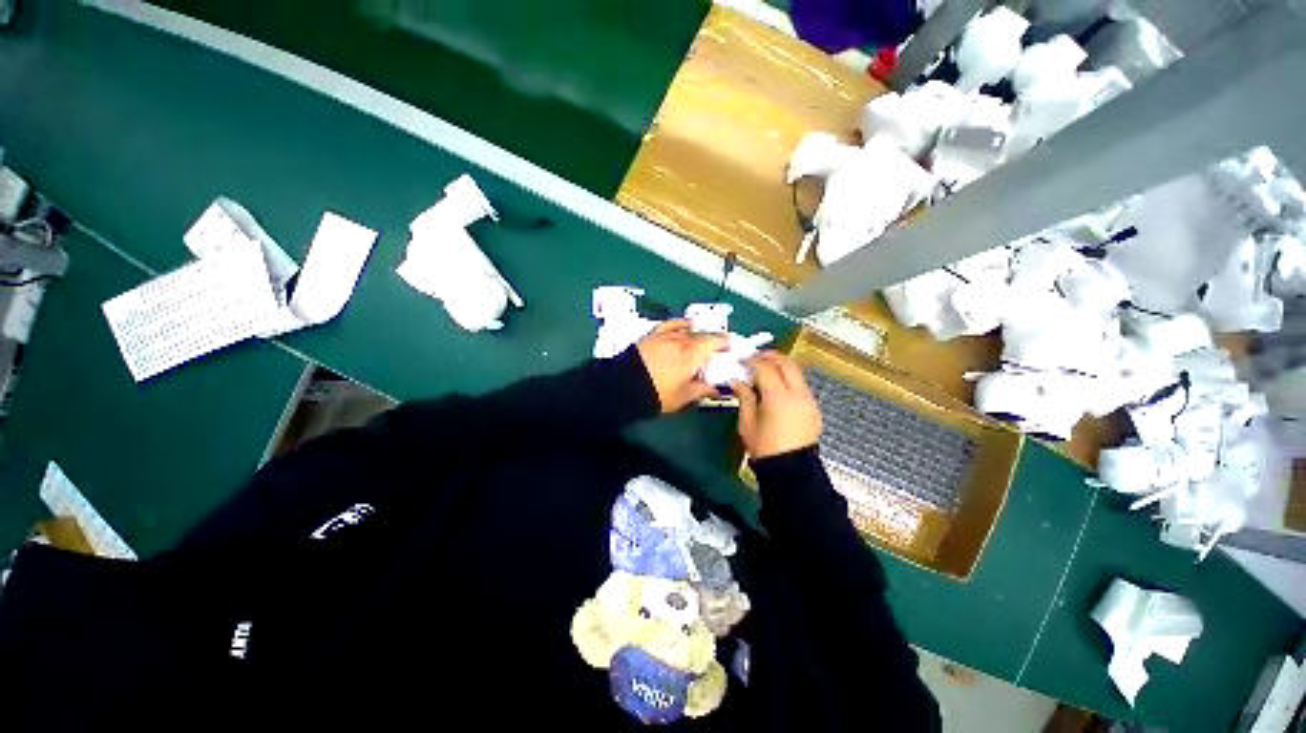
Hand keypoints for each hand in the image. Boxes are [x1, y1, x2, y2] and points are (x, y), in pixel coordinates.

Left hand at [635, 320, 728, 412]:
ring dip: (697, 334)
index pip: (713, 341)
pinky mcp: (653, 335)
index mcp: (691, 355)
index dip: (723, 342)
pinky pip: (670, 324)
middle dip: (712, 340)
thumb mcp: (682, 397)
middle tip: (717, 348)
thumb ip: (701, 390)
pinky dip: (680, 323)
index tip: (729, 346)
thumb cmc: (656, 393)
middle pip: (701, 335)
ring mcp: (665, 336)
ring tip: (701, 340)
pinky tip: (685, 325)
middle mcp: (680, 340)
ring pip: (687, 330)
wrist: (624, 386)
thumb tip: (715, 389)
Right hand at [731, 351, 822, 458]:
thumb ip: (744, 397)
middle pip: (787, 364)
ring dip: (782, 366)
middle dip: (771, 356)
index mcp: (777, 398)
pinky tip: (778, 386)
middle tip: (756, 356)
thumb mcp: (747, 423)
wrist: (791, 470)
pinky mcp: (814, 408)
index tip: (742, 360)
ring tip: (766, 368)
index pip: (765, 368)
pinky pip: (801, 385)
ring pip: (797, 372)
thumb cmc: (764, 448)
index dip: (752, 361)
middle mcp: (797, 394)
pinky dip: (789, 378)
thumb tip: (737, 380)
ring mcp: (809, 400)